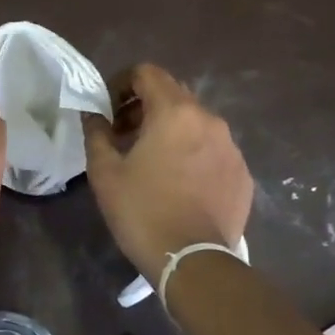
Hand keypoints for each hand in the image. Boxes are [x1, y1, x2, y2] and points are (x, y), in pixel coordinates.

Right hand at [83, 64, 252, 283]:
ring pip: (195, 123)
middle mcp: (209, 120)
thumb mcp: (105, 172)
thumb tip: (93, 114)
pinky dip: (193, 154)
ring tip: (152, 161)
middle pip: (173, 94)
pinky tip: (179, 184)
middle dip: (145, 107)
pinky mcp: (242, 174)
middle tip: (124, 135)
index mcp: (174, 112)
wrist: (193, 261)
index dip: (122, 83)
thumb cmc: (142, 211)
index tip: (109, 109)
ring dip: (170, 130)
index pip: (147, 73)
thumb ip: (97, 133)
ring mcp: (231, 147)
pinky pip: (213, 150)